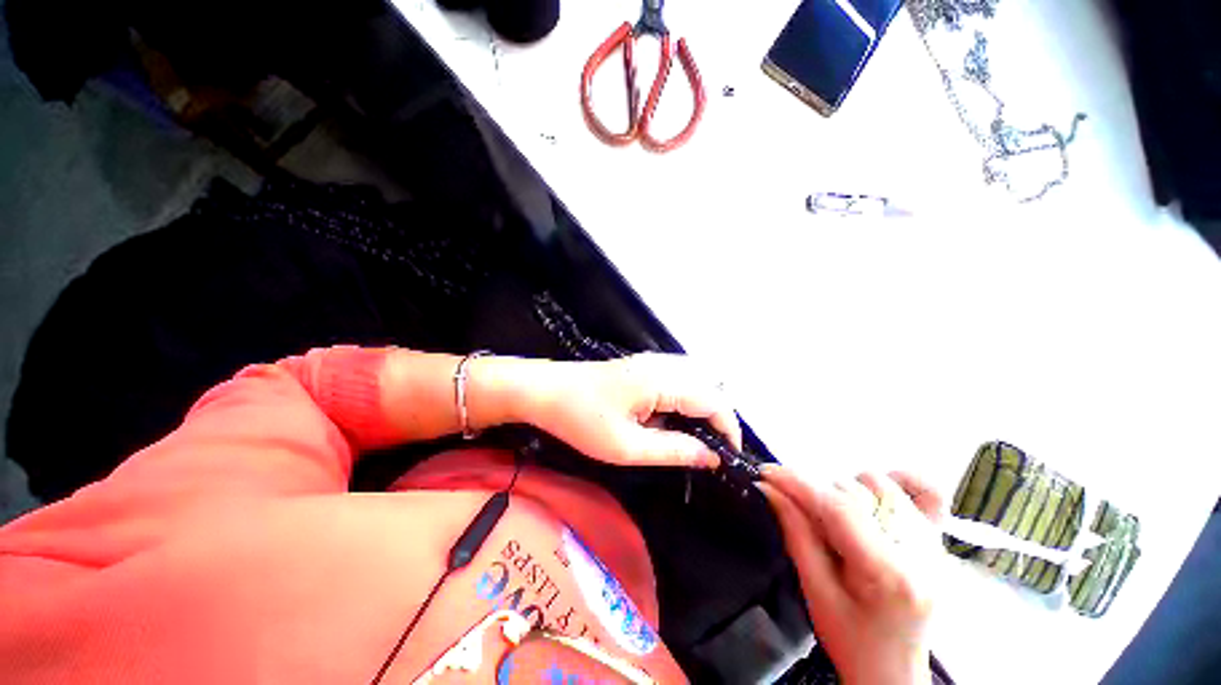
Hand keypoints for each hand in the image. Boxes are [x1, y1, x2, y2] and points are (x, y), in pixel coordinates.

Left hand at [527, 353, 740, 467]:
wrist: (543, 391)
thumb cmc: (580, 420)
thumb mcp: (626, 446)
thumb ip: (673, 450)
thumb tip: (710, 456)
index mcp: (662, 381)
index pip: (714, 401)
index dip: (728, 429)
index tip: (729, 458)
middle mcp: (662, 365)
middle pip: (709, 388)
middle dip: (717, 421)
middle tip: (709, 453)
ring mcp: (650, 362)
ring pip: (694, 383)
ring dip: (700, 411)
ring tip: (691, 441)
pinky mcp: (641, 366)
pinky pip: (676, 381)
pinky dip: (683, 402)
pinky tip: (668, 422)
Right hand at [758, 468, 943, 684]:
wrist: (894, 670)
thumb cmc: (852, 640)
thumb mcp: (815, 591)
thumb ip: (795, 532)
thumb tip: (768, 488)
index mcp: (888, 573)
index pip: (838, 508)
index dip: (797, 483)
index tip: (767, 472)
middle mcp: (919, 551)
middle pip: (856, 491)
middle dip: (816, 493)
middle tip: (797, 510)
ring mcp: (934, 542)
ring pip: (879, 484)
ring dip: (845, 490)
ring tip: (834, 517)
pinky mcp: (938, 539)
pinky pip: (926, 491)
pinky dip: (897, 481)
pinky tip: (874, 496)